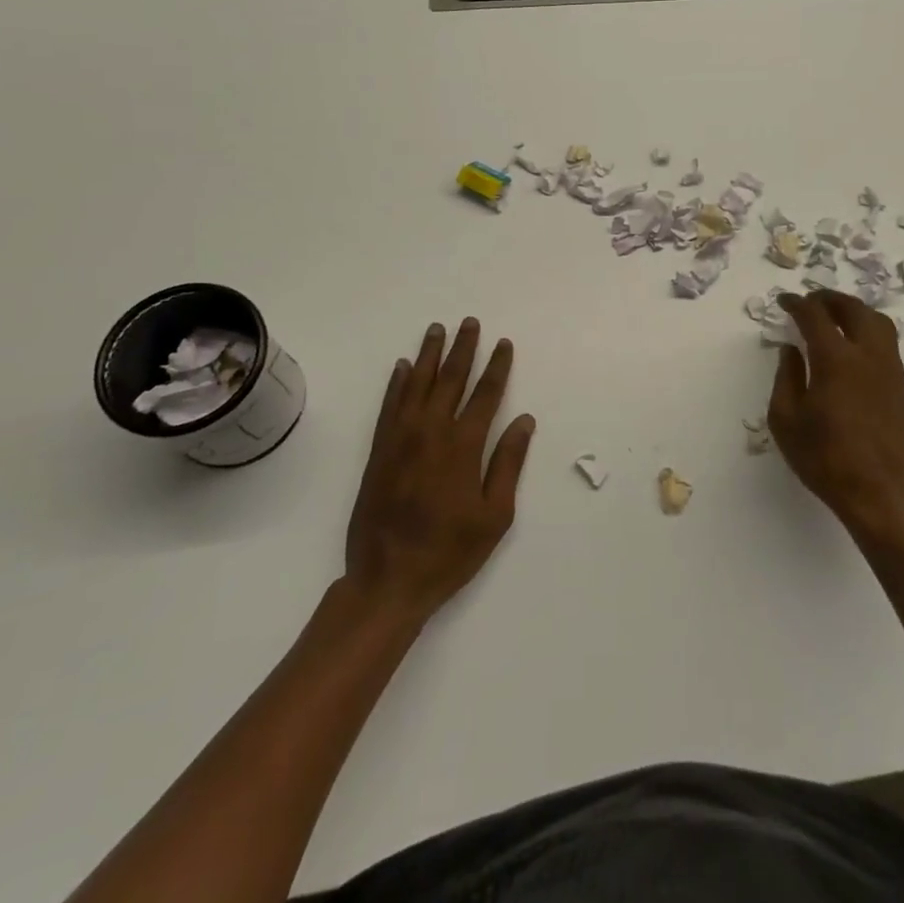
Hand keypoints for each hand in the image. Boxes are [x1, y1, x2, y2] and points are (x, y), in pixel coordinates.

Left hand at [343, 318, 535, 621]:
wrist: (387, 580)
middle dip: (463, 349)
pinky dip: (396, 383)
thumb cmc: (449, 551)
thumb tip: (524, 421)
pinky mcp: (379, 451)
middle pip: (450, 379)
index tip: (503, 344)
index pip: (485, 395)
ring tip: (436, 330)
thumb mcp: (495, 515)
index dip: (497, 367)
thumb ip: (508, 463)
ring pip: (416, 385)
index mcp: (463, 446)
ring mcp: (400, 439)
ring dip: (428, 355)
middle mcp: (431, 432)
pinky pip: (389, 405)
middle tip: (469, 322)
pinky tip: (401, 367)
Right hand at [768, 291, 903, 542]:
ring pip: (878, 322)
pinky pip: (887, 344)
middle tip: (812, 301)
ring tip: (836, 317)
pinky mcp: (903, 387)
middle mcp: (867, 355)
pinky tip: (854, 348)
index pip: (815, 316)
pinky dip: (868, 332)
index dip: (797, 303)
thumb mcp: (786, 420)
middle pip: (853, 309)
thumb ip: (786, 377)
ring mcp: (891, 370)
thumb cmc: (825, 459)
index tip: (784, 301)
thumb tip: (790, 350)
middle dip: (830, 299)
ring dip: (855, 311)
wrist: (880, 494)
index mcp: (835, 360)